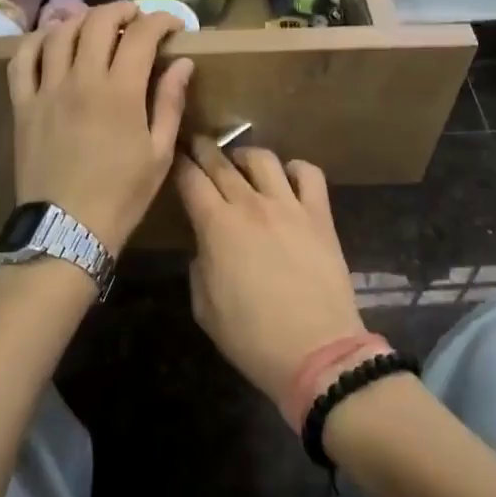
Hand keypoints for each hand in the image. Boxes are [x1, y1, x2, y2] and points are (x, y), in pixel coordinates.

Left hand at [8, 5, 193, 253]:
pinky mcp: (23, 105)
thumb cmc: (122, 195)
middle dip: (121, 10)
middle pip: (98, 22)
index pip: (141, 35)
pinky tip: (49, 40)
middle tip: (136, 17)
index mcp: (121, 91)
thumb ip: (170, 102)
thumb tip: (182, 63)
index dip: (161, 21)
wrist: (66, 230)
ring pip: (59, 33)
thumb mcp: (159, 153)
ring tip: (96, 24)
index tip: (173, 26)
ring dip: (81, 19)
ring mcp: (47, 89)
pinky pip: (22, 60)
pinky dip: (36, 41)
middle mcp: (82, 79)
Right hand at [176, 138, 366, 412]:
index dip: (179, 164)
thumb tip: (208, 246)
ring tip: (241, 164)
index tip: (175, 157)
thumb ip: (200, 266)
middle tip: (197, 144)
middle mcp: (250, 205)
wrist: (317, 352)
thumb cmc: (252, 338)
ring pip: (263, 158)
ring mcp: (289, 206)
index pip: (191, 179)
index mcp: (216, 226)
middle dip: (205, 148)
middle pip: (222, 161)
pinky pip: (309, 174)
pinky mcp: (320, 215)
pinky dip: (295, 169)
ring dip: (246, 155)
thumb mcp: (205, 308)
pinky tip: (287, 179)